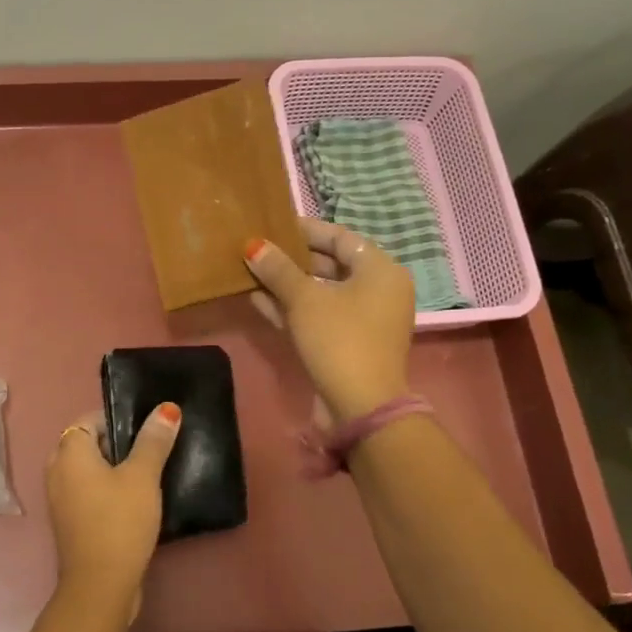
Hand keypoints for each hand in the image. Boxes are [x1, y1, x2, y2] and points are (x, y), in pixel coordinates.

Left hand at [45, 404, 181, 625]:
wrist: (100, 585)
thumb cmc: (119, 521)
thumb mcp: (143, 476)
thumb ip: (154, 440)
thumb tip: (166, 408)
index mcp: (69, 452)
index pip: (90, 419)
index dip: (118, 419)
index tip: (148, 429)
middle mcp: (57, 471)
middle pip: (90, 444)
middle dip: (120, 444)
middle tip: (153, 449)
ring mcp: (61, 499)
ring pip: (91, 471)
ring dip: (116, 470)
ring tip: (150, 474)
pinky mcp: (71, 522)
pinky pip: (90, 493)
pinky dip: (109, 491)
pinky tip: (138, 502)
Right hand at [245, 218, 413, 422]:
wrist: (360, 406)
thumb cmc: (339, 339)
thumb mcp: (305, 300)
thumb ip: (278, 270)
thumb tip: (253, 245)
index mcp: (380, 270)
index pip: (340, 237)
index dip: (305, 230)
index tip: (272, 225)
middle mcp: (378, 291)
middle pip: (331, 264)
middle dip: (292, 259)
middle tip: (258, 249)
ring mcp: (363, 320)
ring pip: (321, 293)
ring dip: (287, 285)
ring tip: (251, 272)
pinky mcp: (348, 344)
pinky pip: (319, 316)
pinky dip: (293, 309)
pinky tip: (258, 300)